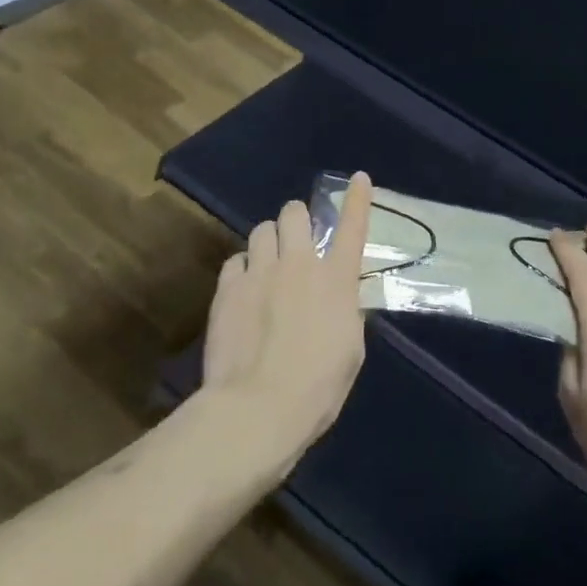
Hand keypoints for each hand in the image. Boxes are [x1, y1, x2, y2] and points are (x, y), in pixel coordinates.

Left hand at [201, 173, 374, 469]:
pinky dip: (244, 268)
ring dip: (270, 241)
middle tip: (297, 240)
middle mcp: (300, 264)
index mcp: (337, 280)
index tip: (358, 178)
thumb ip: (346, 314)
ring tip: (268, 263)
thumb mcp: (351, 350)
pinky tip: (245, 288)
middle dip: (297, 220)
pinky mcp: (228, 288)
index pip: (353, 227)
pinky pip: (236, 260)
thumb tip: (339, 300)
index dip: (357, 199)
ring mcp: (260, 272)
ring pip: (262, 229)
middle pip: (295, 213)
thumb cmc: (318, 388)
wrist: (259, 407)